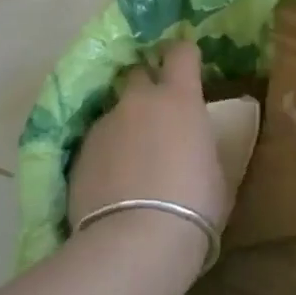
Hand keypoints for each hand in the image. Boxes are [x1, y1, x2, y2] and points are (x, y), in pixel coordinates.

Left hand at [69, 42, 230, 239]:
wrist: (136, 241)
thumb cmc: (194, 205)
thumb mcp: (216, 171)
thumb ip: (201, 146)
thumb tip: (194, 146)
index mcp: (179, 98)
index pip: (181, 53)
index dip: (184, 56)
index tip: (188, 66)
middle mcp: (138, 102)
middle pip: (139, 74)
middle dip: (147, 87)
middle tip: (159, 115)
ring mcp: (104, 126)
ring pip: (116, 113)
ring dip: (126, 126)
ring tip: (134, 162)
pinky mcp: (79, 154)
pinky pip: (98, 143)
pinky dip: (107, 155)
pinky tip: (114, 185)